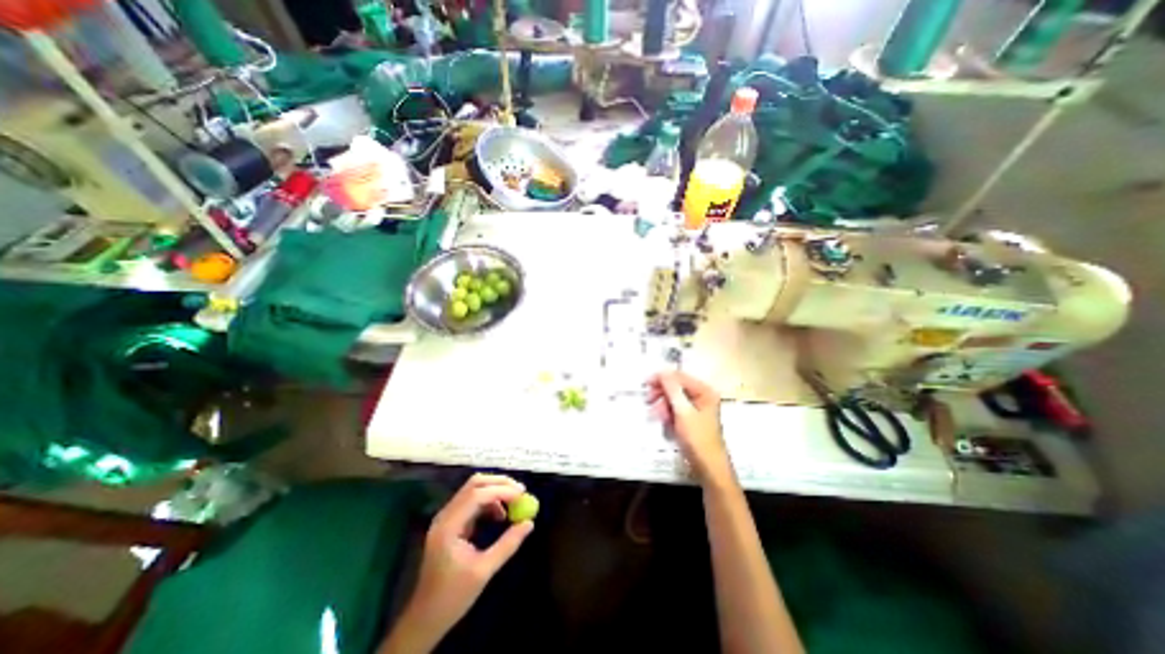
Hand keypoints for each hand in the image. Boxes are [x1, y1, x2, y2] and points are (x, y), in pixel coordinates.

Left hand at [402, 477, 529, 640]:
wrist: (425, 618)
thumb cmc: (453, 597)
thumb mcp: (484, 571)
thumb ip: (508, 544)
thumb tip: (529, 523)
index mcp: (449, 526)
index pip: (477, 495)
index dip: (502, 490)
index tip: (523, 493)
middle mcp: (445, 515)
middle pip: (474, 484)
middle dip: (499, 483)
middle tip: (521, 491)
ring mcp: (446, 517)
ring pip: (473, 489)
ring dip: (495, 491)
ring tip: (514, 504)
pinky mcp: (450, 522)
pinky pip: (472, 501)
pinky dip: (489, 501)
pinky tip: (500, 515)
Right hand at [646, 372, 725, 481]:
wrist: (708, 467)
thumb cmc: (698, 438)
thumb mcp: (683, 411)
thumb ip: (672, 389)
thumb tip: (663, 371)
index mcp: (705, 391)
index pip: (680, 377)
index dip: (662, 378)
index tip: (646, 382)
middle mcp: (702, 396)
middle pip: (676, 387)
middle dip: (662, 394)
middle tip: (648, 400)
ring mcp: (696, 408)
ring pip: (674, 399)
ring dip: (663, 405)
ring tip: (656, 415)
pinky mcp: (690, 418)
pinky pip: (675, 409)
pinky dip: (667, 413)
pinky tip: (663, 421)